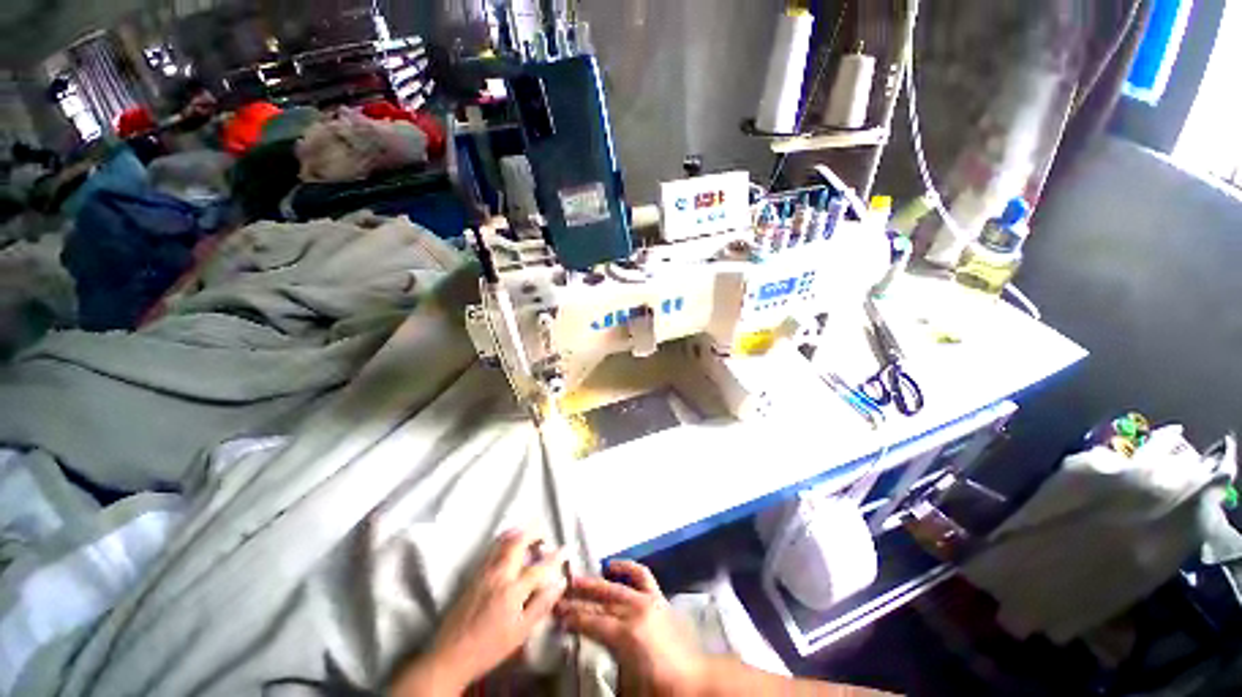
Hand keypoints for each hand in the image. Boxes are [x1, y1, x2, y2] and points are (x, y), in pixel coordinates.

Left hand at [393, 530, 566, 695]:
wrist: (449, 656)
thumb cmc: (489, 648)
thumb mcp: (520, 633)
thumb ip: (541, 605)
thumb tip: (560, 583)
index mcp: (511, 590)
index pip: (539, 567)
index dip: (555, 557)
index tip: (566, 549)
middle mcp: (497, 575)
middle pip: (517, 542)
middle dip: (533, 532)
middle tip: (544, 533)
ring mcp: (483, 572)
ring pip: (502, 542)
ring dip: (518, 532)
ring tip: (528, 531)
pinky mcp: (472, 575)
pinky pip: (491, 549)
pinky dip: (503, 540)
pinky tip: (507, 543)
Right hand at [555, 560, 706, 696]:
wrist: (697, 682)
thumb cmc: (660, 689)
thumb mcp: (628, 686)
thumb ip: (607, 664)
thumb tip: (589, 650)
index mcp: (626, 635)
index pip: (591, 622)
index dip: (572, 618)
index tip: (556, 613)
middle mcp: (636, 611)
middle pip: (601, 600)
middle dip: (579, 596)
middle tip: (559, 594)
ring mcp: (649, 600)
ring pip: (616, 586)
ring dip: (596, 581)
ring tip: (578, 578)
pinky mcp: (659, 598)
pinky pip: (641, 575)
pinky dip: (626, 567)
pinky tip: (613, 565)